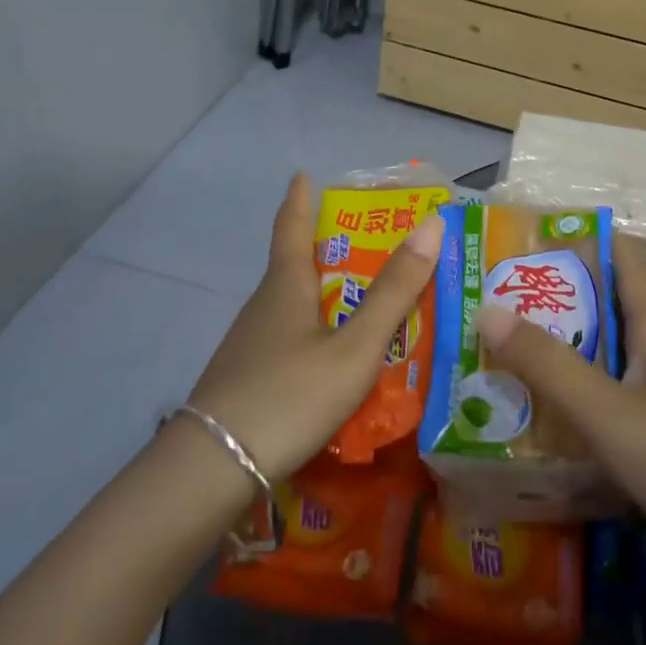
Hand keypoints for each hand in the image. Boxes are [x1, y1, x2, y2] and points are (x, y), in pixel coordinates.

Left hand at [186, 172, 442, 480]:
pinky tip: (332, 358)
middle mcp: (263, 306)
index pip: (291, 226)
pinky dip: (314, 332)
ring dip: (323, 295)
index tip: (302, 174)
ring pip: (291, 306)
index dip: (299, 199)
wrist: (213, 470)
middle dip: (325, 249)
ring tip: (362, 302)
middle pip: (294, 265)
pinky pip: (287, 339)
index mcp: (286, 286)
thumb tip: (431, 224)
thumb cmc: (290, 395)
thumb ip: (393, 292)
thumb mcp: (354, 347)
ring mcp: (250, 344)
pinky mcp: (245, 378)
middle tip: (366, 243)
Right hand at [476, 236, 645, 581]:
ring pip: (602, 372)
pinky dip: (574, 417)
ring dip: (557, 366)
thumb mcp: (613, 413)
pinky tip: (535, 431)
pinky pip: (609, 420)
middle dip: (551, 310)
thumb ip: (550, 366)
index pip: (621, 262)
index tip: (522, 243)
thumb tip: (487, 309)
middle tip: (487, 309)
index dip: (578, 244)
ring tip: (495, 364)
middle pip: (603, 318)